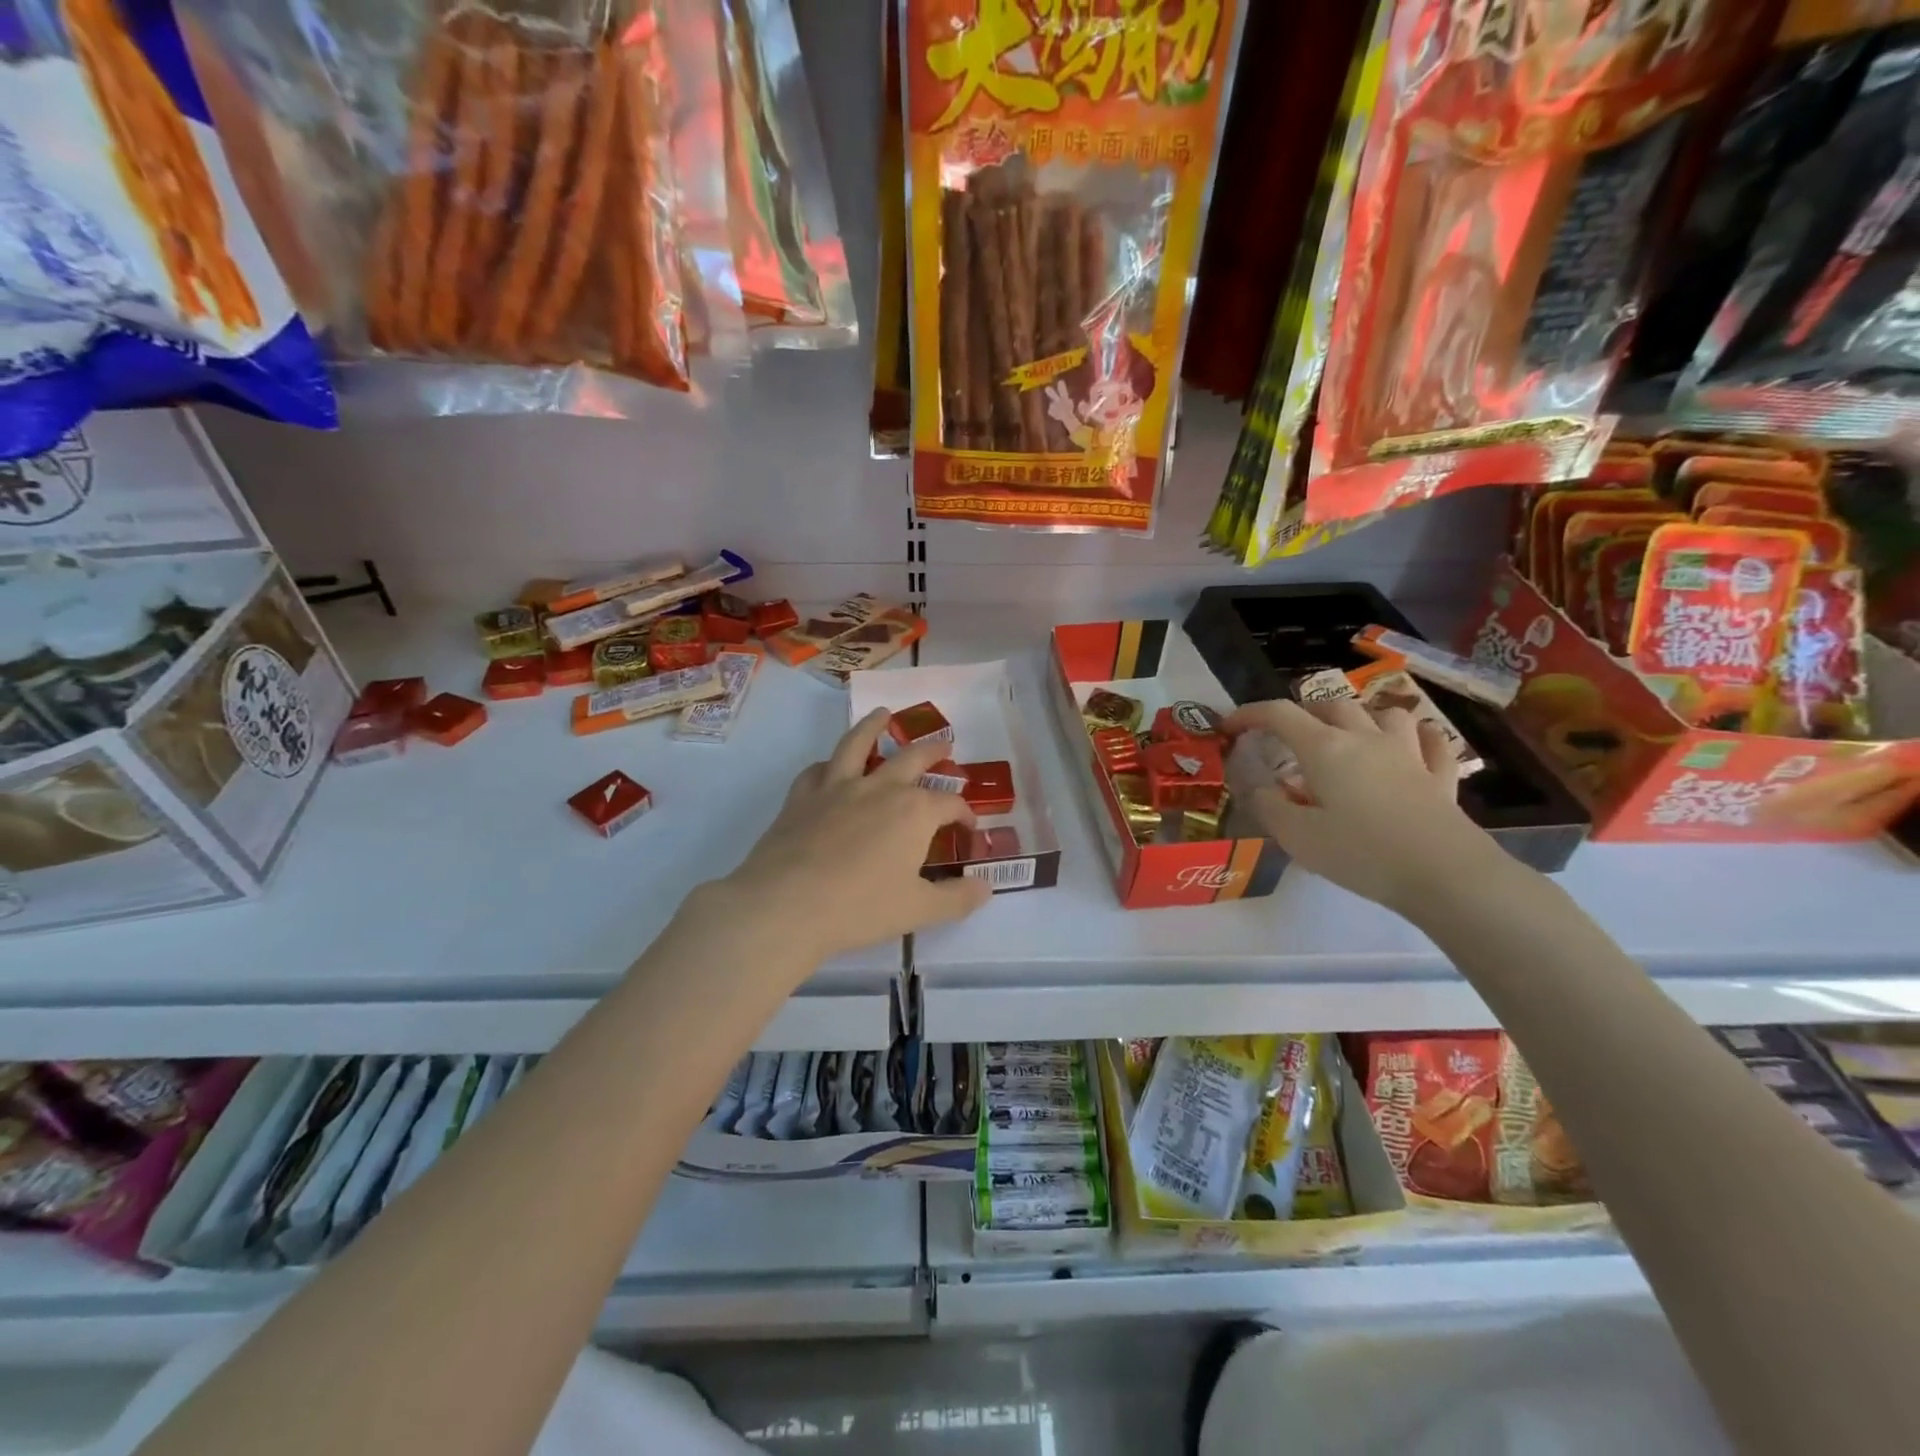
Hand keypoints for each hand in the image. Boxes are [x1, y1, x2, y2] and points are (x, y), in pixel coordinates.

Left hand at [717, 709, 991, 961]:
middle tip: (944, 744)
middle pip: (912, 758)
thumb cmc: (860, 908)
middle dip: (932, 750)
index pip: (950, 803)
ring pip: (859, 744)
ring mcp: (837, 787)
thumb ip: (956, 899)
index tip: (967, 827)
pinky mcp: (802, 796)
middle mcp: (879, 788)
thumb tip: (986, 889)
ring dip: (874, 726)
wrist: (786, 904)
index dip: (964, 813)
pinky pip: (818, 769)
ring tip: (883, 714)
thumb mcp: (918, 910)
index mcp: (914, 812)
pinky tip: (830, 767)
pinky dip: (829, 764)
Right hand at [1223, 697, 1499, 913]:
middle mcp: (1365, 739)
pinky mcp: (1440, 777)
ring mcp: (1408, 754)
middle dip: (1303, 713)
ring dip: (1361, 717)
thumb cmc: (1361, 853)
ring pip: (1385, 714)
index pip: (1279, 714)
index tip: (1229, 727)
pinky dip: (1418, 737)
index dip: (1249, 714)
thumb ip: (1270, 807)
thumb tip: (1261, 789)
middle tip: (1288, 735)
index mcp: (1325, 749)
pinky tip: (1413, 745)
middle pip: (1331, 706)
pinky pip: (1432, 742)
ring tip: (1349, 736)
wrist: (1444, 874)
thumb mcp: (1298, 837)